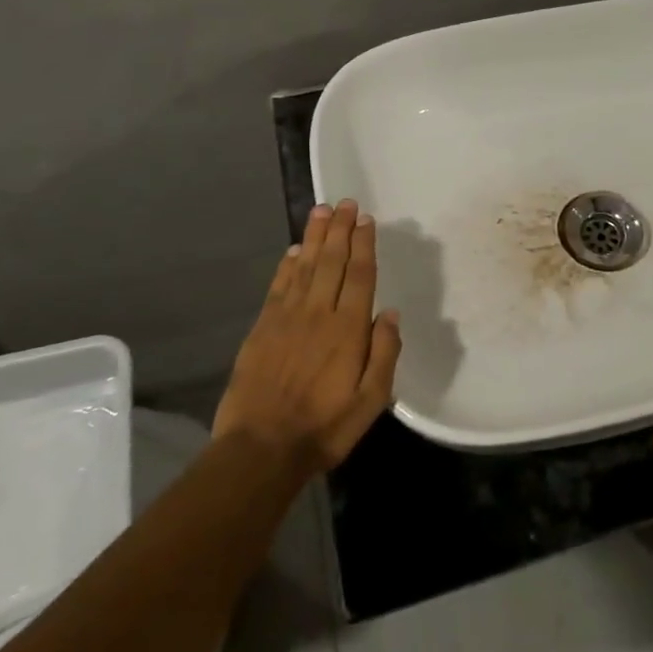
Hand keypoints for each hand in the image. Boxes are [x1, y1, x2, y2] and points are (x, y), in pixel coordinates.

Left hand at [212, 200, 401, 473]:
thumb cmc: (324, 428)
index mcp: (348, 329)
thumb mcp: (371, 402)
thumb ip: (384, 354)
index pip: (360, 275)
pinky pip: (278, 287)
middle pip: (332, 262)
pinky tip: (295, 250)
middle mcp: (318, 314)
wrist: (261, 449)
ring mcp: (286, 318)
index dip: (364, 244)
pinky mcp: (262, 328)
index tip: (366, 220)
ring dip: (315, 237)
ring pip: (305, 267)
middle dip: (341, 230)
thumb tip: (391, 314)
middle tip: (345, 203)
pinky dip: (287, 265)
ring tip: (322, 211)